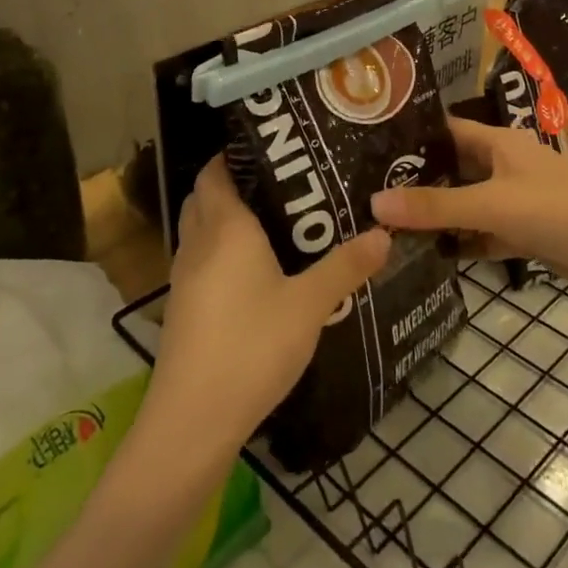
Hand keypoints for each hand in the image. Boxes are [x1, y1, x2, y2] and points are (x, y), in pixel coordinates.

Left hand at [146, 158, 389, 459]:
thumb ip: (346, 266)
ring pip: (201, 229)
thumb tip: (383, 233)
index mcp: (225, 229)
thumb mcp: (310, 304)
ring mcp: (185, 278)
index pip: (215, 171)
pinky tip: (257, 270)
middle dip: (235, 182)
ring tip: (276, 220)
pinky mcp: (184, 308)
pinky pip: (202, 259)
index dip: (235, 153)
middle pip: (205, 196)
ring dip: (226, 217)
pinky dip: (222, 250)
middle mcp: (198, 244)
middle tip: (283, 182)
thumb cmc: (252, 347)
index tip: (274, 148)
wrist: (193, 420)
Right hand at [370, 117, 567, 295]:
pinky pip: (483, 233)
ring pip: (467, 204)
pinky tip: (429, 254)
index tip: (371, 148)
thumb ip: (435, 206)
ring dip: (438, 215)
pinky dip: (462, 242)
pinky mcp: (524, 233)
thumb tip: (375, 203)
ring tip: (388, 225)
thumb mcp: (491, 204)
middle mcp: (505, 166)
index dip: (413, 137)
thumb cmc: (556, 211)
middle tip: (369, 193)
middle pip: (454, 169)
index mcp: (500, 144)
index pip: (447, 131)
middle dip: (418, 182)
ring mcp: (516, 201)